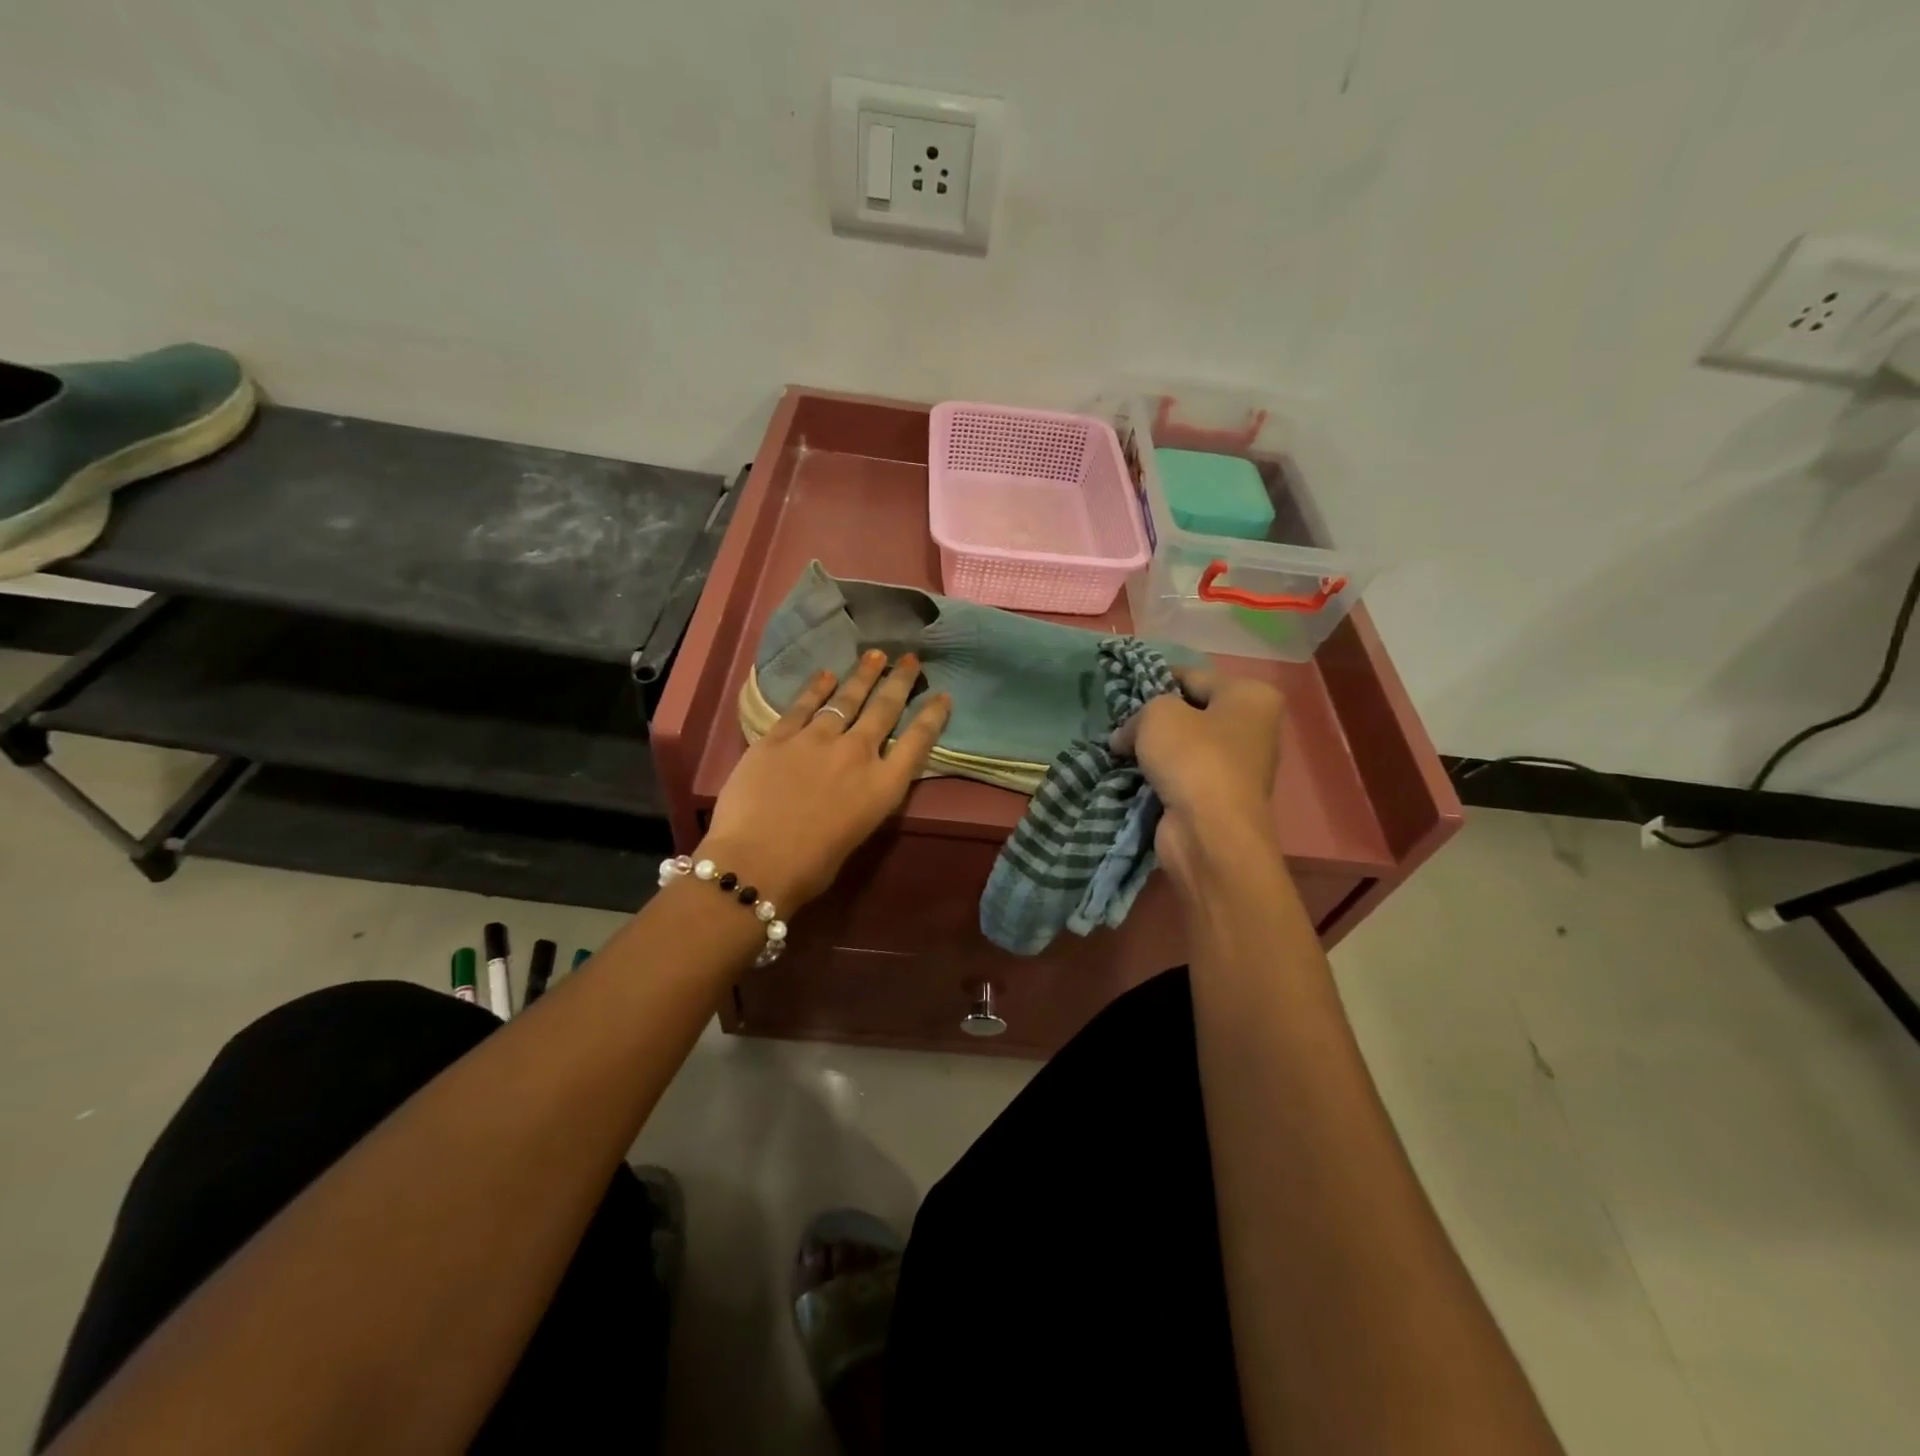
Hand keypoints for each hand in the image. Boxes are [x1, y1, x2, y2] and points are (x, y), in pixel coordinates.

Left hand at [701, 651, 950, 911]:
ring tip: (875, 655)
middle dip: (899, 682)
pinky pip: (802, 706)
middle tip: (910, 659)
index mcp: (882, 786)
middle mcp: (856, 754)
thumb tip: (856, 780)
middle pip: (884, 709)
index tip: (943, 695)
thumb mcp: (859, 831)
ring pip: (845, 699)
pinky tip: (825, 675)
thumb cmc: (812, 866)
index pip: (917, 742)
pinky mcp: (778, 737)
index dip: (933, 716)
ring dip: (862, 675)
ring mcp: (816, 740)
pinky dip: (815, 688)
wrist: (757, 862)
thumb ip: (864, 797)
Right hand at [1111, 667, 1283, 884]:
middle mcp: (1252, 727)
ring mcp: (1237, 766)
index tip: (1122, 691)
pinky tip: (1130, 775)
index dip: (1155, 680)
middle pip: (1189, 711)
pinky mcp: (1217, 797)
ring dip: (1152, 750)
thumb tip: (1125, 737)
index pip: (1192, 676)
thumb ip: (1140, 711)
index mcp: (1250, 696)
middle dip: (1153, 719)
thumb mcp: (1158, 714)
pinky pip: (1180, 775)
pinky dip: (1158, 776)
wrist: (1209, 833)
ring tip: (1119, 750)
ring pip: (1182, 746)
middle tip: (1119, 724)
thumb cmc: (1193, 759)